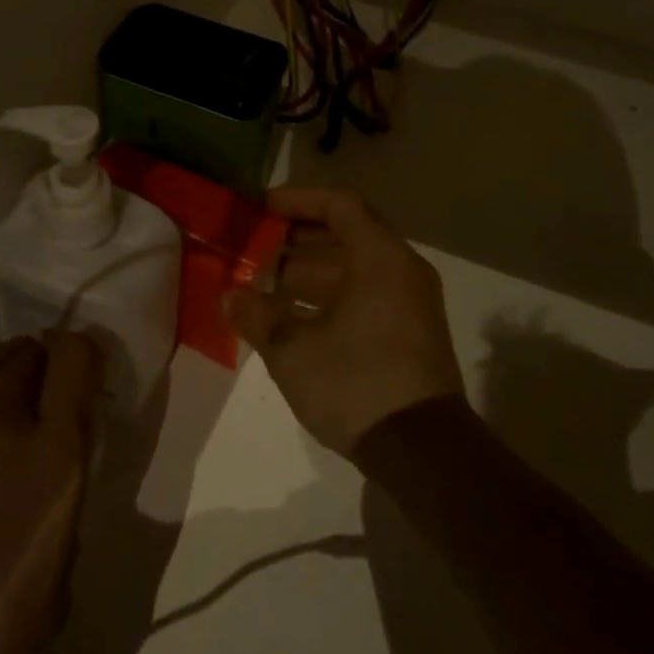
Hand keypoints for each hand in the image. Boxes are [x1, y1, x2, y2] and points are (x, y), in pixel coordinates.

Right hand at [225, 186, 463, 457]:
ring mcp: (409, 305)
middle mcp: (401, 272)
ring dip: (308, 276)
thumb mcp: (292, 350)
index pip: (340, 205)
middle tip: (254, 251)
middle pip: (346, 238)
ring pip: (353, 272)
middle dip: (295, 243)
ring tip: (262, 288)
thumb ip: (256, 316)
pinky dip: (328, 301)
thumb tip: (231, 296)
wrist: (422, 452)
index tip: (262, 209)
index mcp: (380, 259)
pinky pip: (363, 298)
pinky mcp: (408, 336)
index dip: (298, 200)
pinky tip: (290, 321)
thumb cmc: (355, 383)